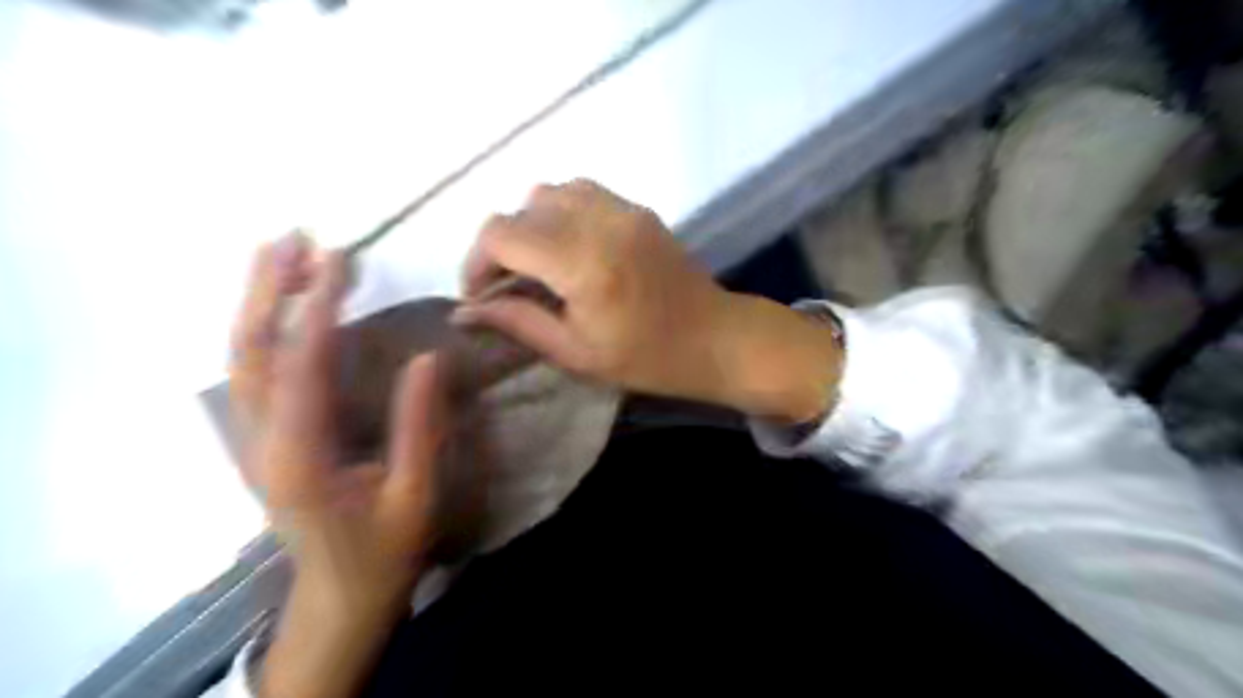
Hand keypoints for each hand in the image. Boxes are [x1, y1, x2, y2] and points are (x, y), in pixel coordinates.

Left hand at [228, 234, 451, 697]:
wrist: (339, 593)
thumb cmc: (383, 548)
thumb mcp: (415, 494)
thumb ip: (418, 426)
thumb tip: (429, 358)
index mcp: (300, 456)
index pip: (302, 365)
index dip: (318, 308)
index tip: (339, 260)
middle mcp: (261, 442)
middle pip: (249, 351)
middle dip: (268, 291)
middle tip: (294, 239)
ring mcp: (252, 441)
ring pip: (242, 358)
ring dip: (260, 302)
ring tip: (284, 255)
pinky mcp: (261, 439)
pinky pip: (253, 372)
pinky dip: (264, 329)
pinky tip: (282, 305)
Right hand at [452, 180, 838, 421]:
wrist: (715, 338)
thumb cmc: (647, 358)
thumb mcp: (576, 353)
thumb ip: (518, 322)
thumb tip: (466, 310)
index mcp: (583, 263)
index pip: (502, 233)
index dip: (477, 261)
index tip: (481, 295)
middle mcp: (600, 221)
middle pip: (522, 208)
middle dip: (501, 245)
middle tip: (508, 285)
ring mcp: (623, 208)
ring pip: (551, 191)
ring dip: (532, 224)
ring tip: (538, 264)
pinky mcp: (638, 208)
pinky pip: (582, 191)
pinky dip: (561, 212)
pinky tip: (570, 248)